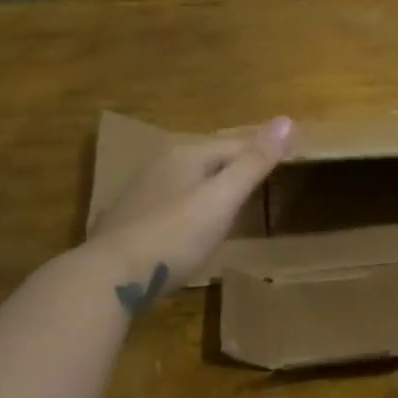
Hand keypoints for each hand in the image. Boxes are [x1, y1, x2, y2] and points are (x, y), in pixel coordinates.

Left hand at [86, 118, 292, 308]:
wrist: (110, 277)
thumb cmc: (175, 235)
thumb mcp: (222, 199)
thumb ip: (254, 162)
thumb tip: (288, 120)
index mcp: (186, 155)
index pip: (236, 146)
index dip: (262, 155)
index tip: (286, 163)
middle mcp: (160, 165)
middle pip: (210, 162)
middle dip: (234, 171)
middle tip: (261, 186)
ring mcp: (140, 194)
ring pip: (187, 184)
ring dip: (208, 192)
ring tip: (230, 209)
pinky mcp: (127, 223)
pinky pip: (169, 207)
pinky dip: (186, 212)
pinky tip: (188, 231)